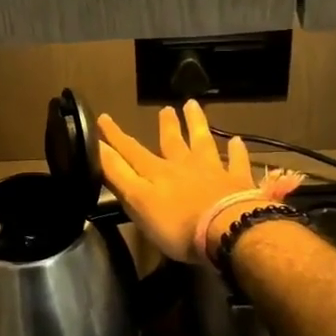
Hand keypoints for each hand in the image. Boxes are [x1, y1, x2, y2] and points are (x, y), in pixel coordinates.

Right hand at [98, 100, 256, 261]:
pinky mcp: (238, 183)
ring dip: (197, 124)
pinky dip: (237, 151)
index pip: (131, 151)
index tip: (103, 118)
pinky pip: (237, 162)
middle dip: (166, 125)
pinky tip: (239, 141)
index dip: (115, 136)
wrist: (228, 230)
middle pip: (173, 142)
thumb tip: (97, 148)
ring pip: (203, 142)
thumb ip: (118, 175)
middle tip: (165, 108)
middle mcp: (184, 166)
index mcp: (157, 173)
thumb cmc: (177, 224)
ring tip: (193, 105)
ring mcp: (213, 171)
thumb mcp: (138, 201)